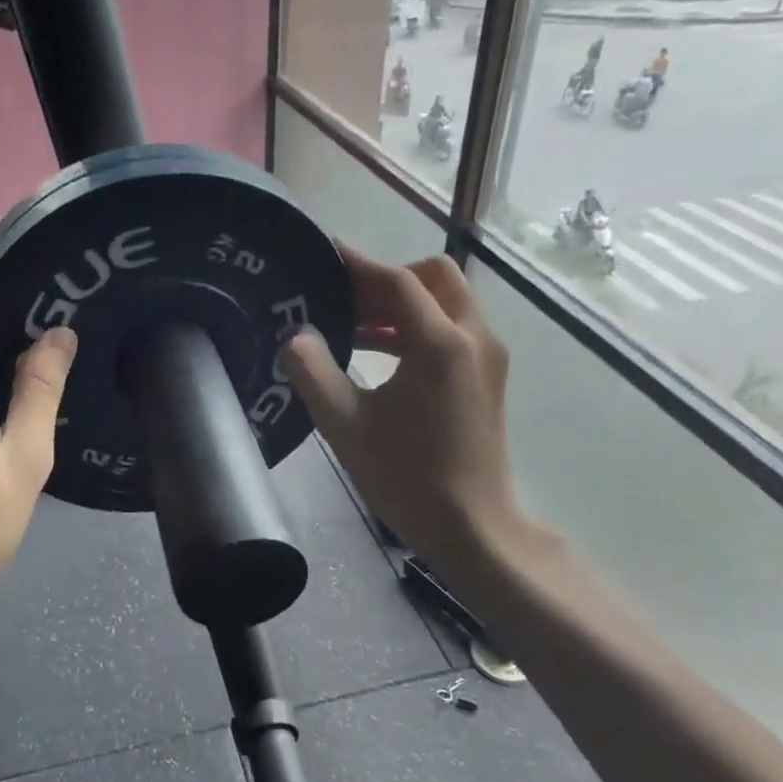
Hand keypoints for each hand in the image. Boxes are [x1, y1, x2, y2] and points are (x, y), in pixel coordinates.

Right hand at [278, 248, 522, 577]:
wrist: (473, 527)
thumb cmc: (407, 477)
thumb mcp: (346, 425)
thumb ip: (313, 372)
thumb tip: (295, 336)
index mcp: (441, 343)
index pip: (398, 282)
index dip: (358, 265)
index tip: (324, 255)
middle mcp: (474, 338)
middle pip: (434, 278)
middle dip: (388, 280)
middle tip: (344, 299)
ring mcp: (487, 358)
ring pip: (447, 303)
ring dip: (402, 306)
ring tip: (353, 328)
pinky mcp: (487, 378)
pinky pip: (453, 331)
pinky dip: (418, 329)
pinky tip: (381, 355)